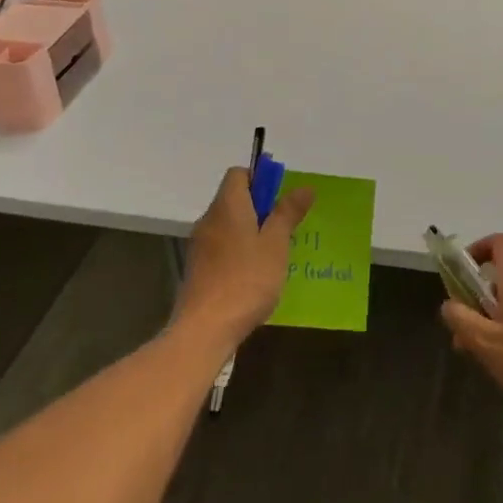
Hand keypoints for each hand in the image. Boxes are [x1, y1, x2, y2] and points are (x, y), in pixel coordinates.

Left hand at [176, 166, 314, 350]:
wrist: (205, 329)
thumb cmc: (246, 280)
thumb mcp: (275, 245)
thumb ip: (287, 213)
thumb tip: (304, 187)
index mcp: (227, 206)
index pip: (238, 174)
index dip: (261, 179)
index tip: (281, 199)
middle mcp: (209, 219)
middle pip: (234, 199)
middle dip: (261, 208)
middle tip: (285, 229)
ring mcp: (200, 245)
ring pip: (229, 225)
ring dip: (251, 232)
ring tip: (275, 255)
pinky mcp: (198, 269)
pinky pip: (222, 247)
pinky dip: (239, 251)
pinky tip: (256, 275)